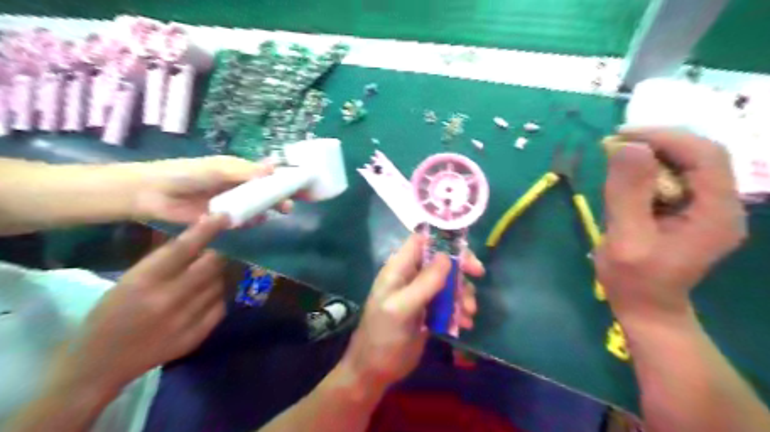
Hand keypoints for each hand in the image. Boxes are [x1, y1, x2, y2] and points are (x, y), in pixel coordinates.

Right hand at [45, 214, 227, 396]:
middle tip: (218, 249)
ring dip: (218, 275)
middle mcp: (168, 299)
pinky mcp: (196, 335)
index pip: (184, 248)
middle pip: (211, 265)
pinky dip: (217, 296)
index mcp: (144, 281)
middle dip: (219, 253)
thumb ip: (163, 260)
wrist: (100, 365)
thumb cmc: (109, 315)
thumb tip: (196, 235)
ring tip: (206, 276)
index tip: (224, 217)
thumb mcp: (128, 281)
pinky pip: (220, 305)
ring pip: (219, 284)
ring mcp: (185, 319)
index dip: (207, 230)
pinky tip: (205, 296)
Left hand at [131, 155, 291, 223]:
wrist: (153, 194)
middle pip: (266, 191)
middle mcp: (238, 185)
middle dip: (280, 196)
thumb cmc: (186, 174)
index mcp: (238, 170)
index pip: (267, 173)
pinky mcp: (224, 218)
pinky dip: (253, 220)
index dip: (283, 177)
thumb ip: (245, 172)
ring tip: (281, 212)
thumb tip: (274, 169)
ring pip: (257, 206)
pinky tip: (258, 221)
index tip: (300, 184)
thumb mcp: (218, 169)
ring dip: (269, 208)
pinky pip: (244, 219)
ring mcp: (232, 202)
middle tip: (292, 205)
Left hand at [340, 234, 482, 392]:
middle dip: (460, 267)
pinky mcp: (428, 310)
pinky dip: (459, 310)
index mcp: (399, 268)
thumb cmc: (384, 336)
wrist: (376, 370)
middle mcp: (410, 276)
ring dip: (463, 293)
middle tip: (478, 275)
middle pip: (440, 259)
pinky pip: (449, 302)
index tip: (464, 250)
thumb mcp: (402, 308)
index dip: (443, 240)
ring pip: (448, 281)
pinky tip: (464, 324)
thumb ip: (424, 283)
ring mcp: (421, 293)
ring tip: (468, 313)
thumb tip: (447, 257)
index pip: (421, 240)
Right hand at [594, 128, 745, 323]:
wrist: (645, 306)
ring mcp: (708, 208)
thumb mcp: (625, 237)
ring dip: (651, 156)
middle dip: (656, 144)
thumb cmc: (633, 279)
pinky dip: (649, 171)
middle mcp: (722, 205)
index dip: (666, 138)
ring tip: (616, 158)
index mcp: (715, 213)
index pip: (705, 155)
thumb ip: (628, 193)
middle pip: (699, 156)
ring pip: (686, 165)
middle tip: (615, 145)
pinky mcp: (691, 211)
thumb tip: (627, 146)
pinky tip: (627, 178)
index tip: (623, 136)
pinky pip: (675, 178)